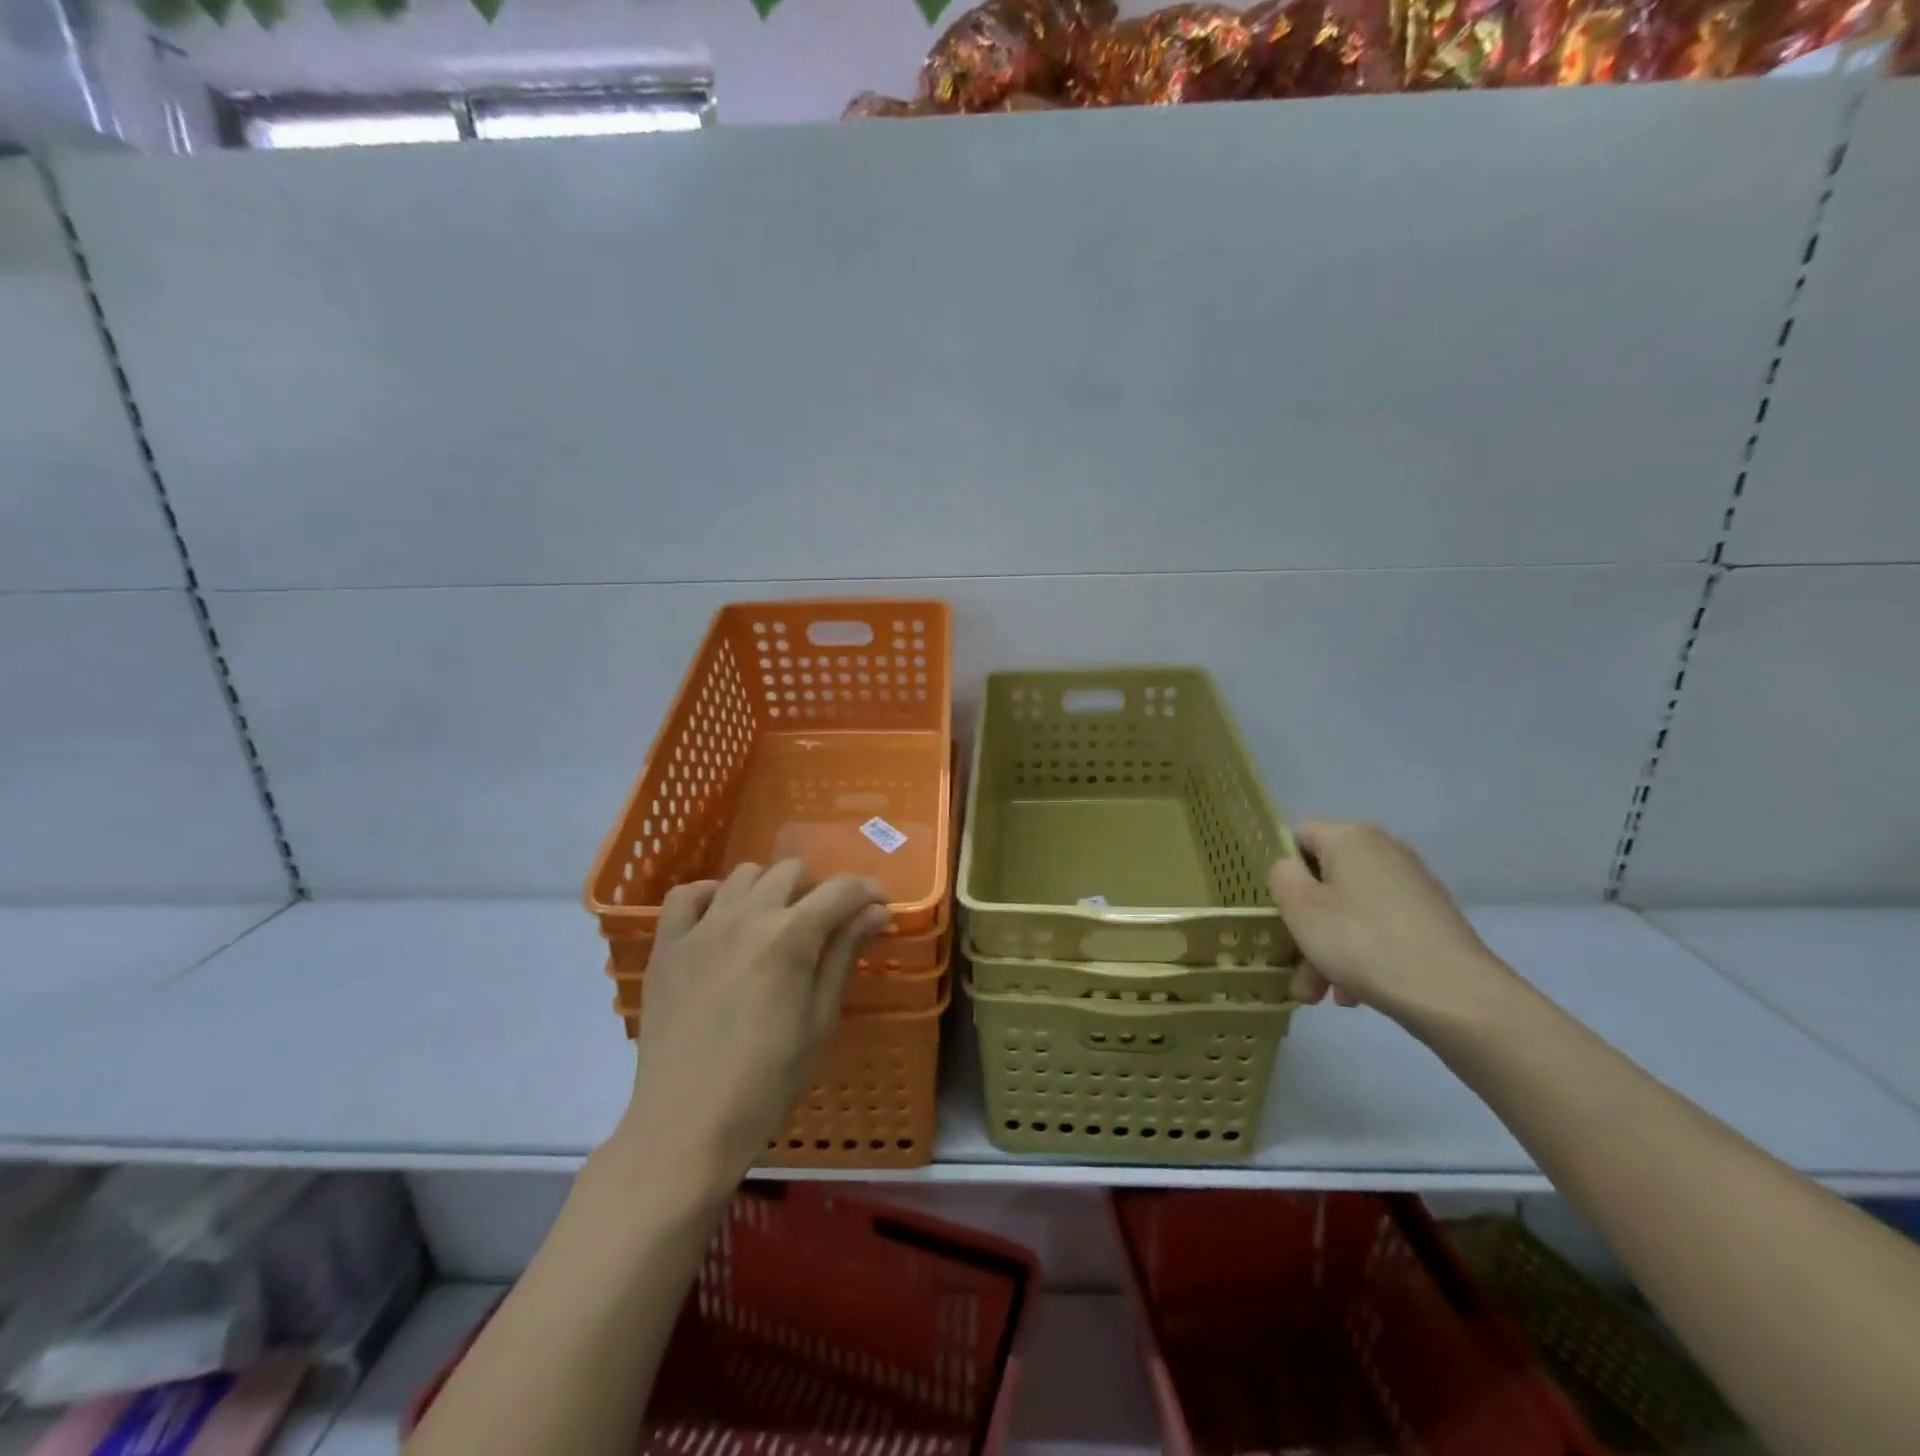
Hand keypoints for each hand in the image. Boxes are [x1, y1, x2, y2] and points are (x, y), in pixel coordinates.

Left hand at [611, 861, 888, 1191]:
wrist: (687, 1125)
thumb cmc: (767, 1081)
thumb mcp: (820, 1019)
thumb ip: (844, 954)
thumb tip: (875, 911)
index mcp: (790, 936)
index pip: (840, 890)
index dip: (867, 892)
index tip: (879, 907)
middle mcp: (745, 916)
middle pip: (791, 871)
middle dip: (817, 889)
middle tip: (825, 925)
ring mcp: (701, 928)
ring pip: (744, 875)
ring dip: (770, 889)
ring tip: (775, 924)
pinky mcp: (667, 946)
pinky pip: (686, 895)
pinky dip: (711, 895)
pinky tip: (722, 919)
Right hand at [1267, 820, 1514, 1024]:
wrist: (1456, 997)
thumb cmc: (1363, 942)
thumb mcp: (1301, 908)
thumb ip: (1282, 877)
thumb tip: (1291, 869)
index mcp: (1351, 838)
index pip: (1299, 836)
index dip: (1281, 870)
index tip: (1275, 908)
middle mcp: (1384, 852)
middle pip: (1324, 880)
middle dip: (1303, 924)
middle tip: (1293, 965)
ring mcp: (1411, 887)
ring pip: (1348, 910)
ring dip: (1326, 948)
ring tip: (1321, 995)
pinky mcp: (1430, 921)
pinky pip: (1377, 928)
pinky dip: (1359, 954)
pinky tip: (1353, 995)